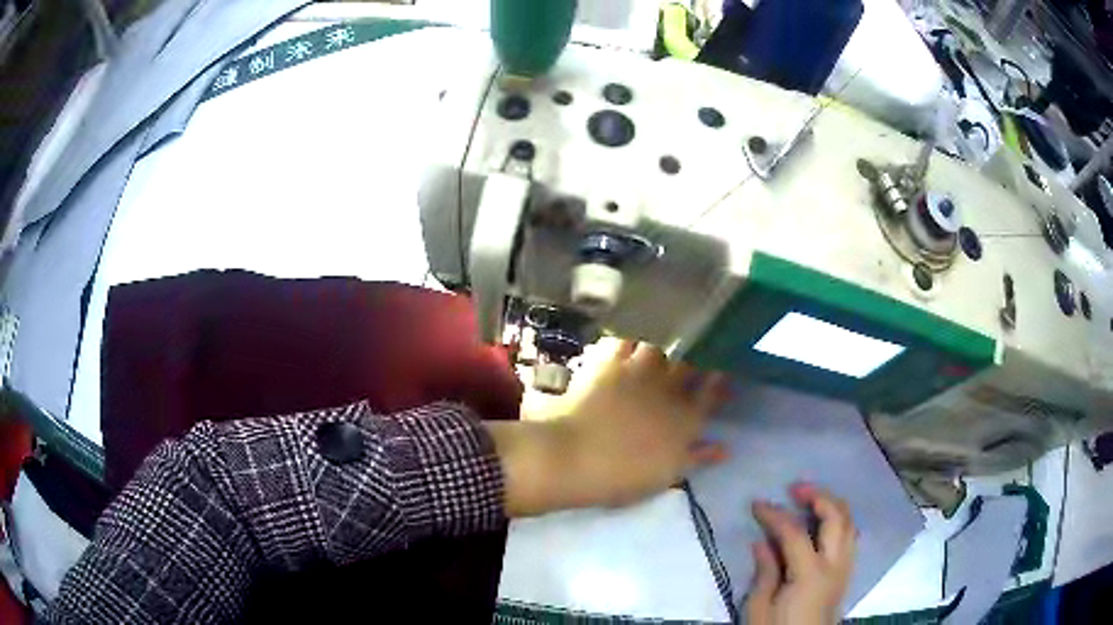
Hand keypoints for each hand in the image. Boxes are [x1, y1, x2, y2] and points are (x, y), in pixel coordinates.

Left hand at [487, 340, 728, 515]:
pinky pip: (622, 343)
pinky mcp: (607, 364)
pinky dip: (624, 345)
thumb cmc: (620, 477)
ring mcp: (637, 372)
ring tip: (653, 360)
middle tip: (688, 369)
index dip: (718, 384)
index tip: (722, 378)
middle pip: (690, 366)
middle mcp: (668, 388)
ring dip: (658, 354)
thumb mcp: (664, 475)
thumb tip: (723, 448)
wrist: (572, 457)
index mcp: (686, 419)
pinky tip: (622, 351)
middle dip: (693, 364)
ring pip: (658, 349)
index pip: (711, 393)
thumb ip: (696, 458)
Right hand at [745, 484, 855, 624]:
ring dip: (833, 505)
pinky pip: (850, 537)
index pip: (794, 532)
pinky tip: (825, 524)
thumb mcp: (759, 608)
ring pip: (850, 523)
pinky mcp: (847, 574)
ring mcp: (845, 568)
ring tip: (811, 499)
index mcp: (811, 574)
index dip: (775, 514)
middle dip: (818, 495)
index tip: (757, 503)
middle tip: (795, 488)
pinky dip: (840, 522)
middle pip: (836, 517)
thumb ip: (765, 572)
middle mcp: (835, 565)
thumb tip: (763, 541)